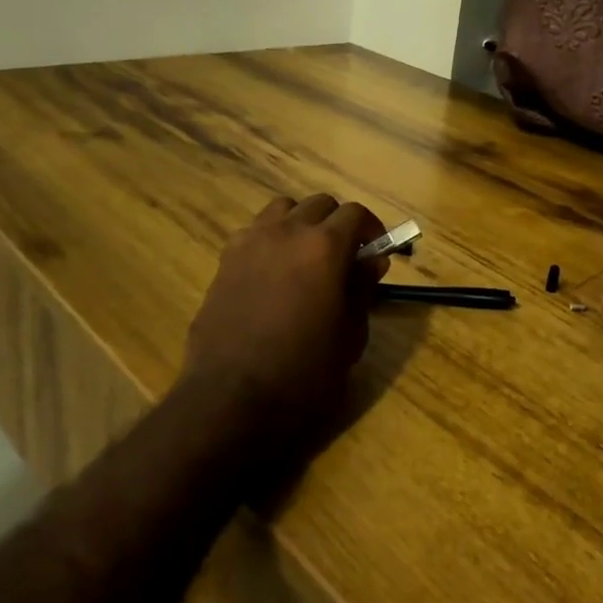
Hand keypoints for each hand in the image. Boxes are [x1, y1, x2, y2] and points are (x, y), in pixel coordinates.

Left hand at [181, 194, 389, 453]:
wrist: (231, 399)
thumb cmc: (304, 373)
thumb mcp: (349, 336)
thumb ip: (362, 290)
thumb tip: (372, 262)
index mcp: (324, 246)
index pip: (355, 214)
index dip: (372, 229)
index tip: (377, 253)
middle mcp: (287, 231)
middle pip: (319, 204)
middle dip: (338, 223)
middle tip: (346, 256)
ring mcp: (250, 242)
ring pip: (283, 209)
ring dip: (301, 223)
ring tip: (307, 256)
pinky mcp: (225, 261)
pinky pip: (254, 232)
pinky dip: (271, 239)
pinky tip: (273, 273)